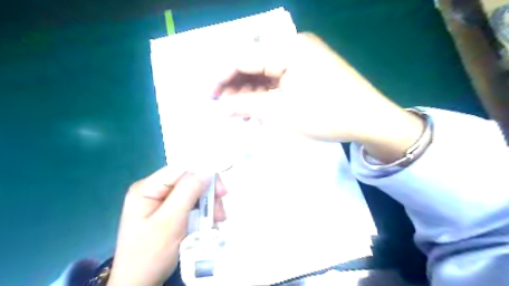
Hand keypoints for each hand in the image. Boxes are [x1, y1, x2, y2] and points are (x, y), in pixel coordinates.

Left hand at [106, 166, 225, 284]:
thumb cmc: (150, 254)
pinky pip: (193, 205)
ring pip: (195, 193)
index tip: (221, 191)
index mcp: (147, 188)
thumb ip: (188, 192)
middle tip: (219, 212)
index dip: (203, 175)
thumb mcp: (170, 222)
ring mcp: (163, 202)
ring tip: (215, 222)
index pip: (181, 170)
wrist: (140, 284)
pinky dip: (204, 213)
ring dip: (208, 206)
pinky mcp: (171, 212)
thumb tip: (207, 169)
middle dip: (207, 195)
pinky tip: (208, 224)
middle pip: (190, 181)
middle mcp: (155, 190)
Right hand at [214, 32, 425, 161]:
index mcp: (288, 49)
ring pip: (265, 73)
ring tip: (238, 113)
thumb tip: (222, 106)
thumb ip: (248, 105)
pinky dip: (265, 94)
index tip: (208, 95)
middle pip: (253, 64)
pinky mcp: (306, 71)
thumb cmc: (327, 114)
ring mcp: (301, 59)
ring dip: (250, 93)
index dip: (221, 77)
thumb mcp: (282, 111)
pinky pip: (278, 80)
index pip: (243, 58)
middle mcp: (293, 47)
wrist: (368, 120)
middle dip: (235, 86)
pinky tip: (256, 108)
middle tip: (224, 108)